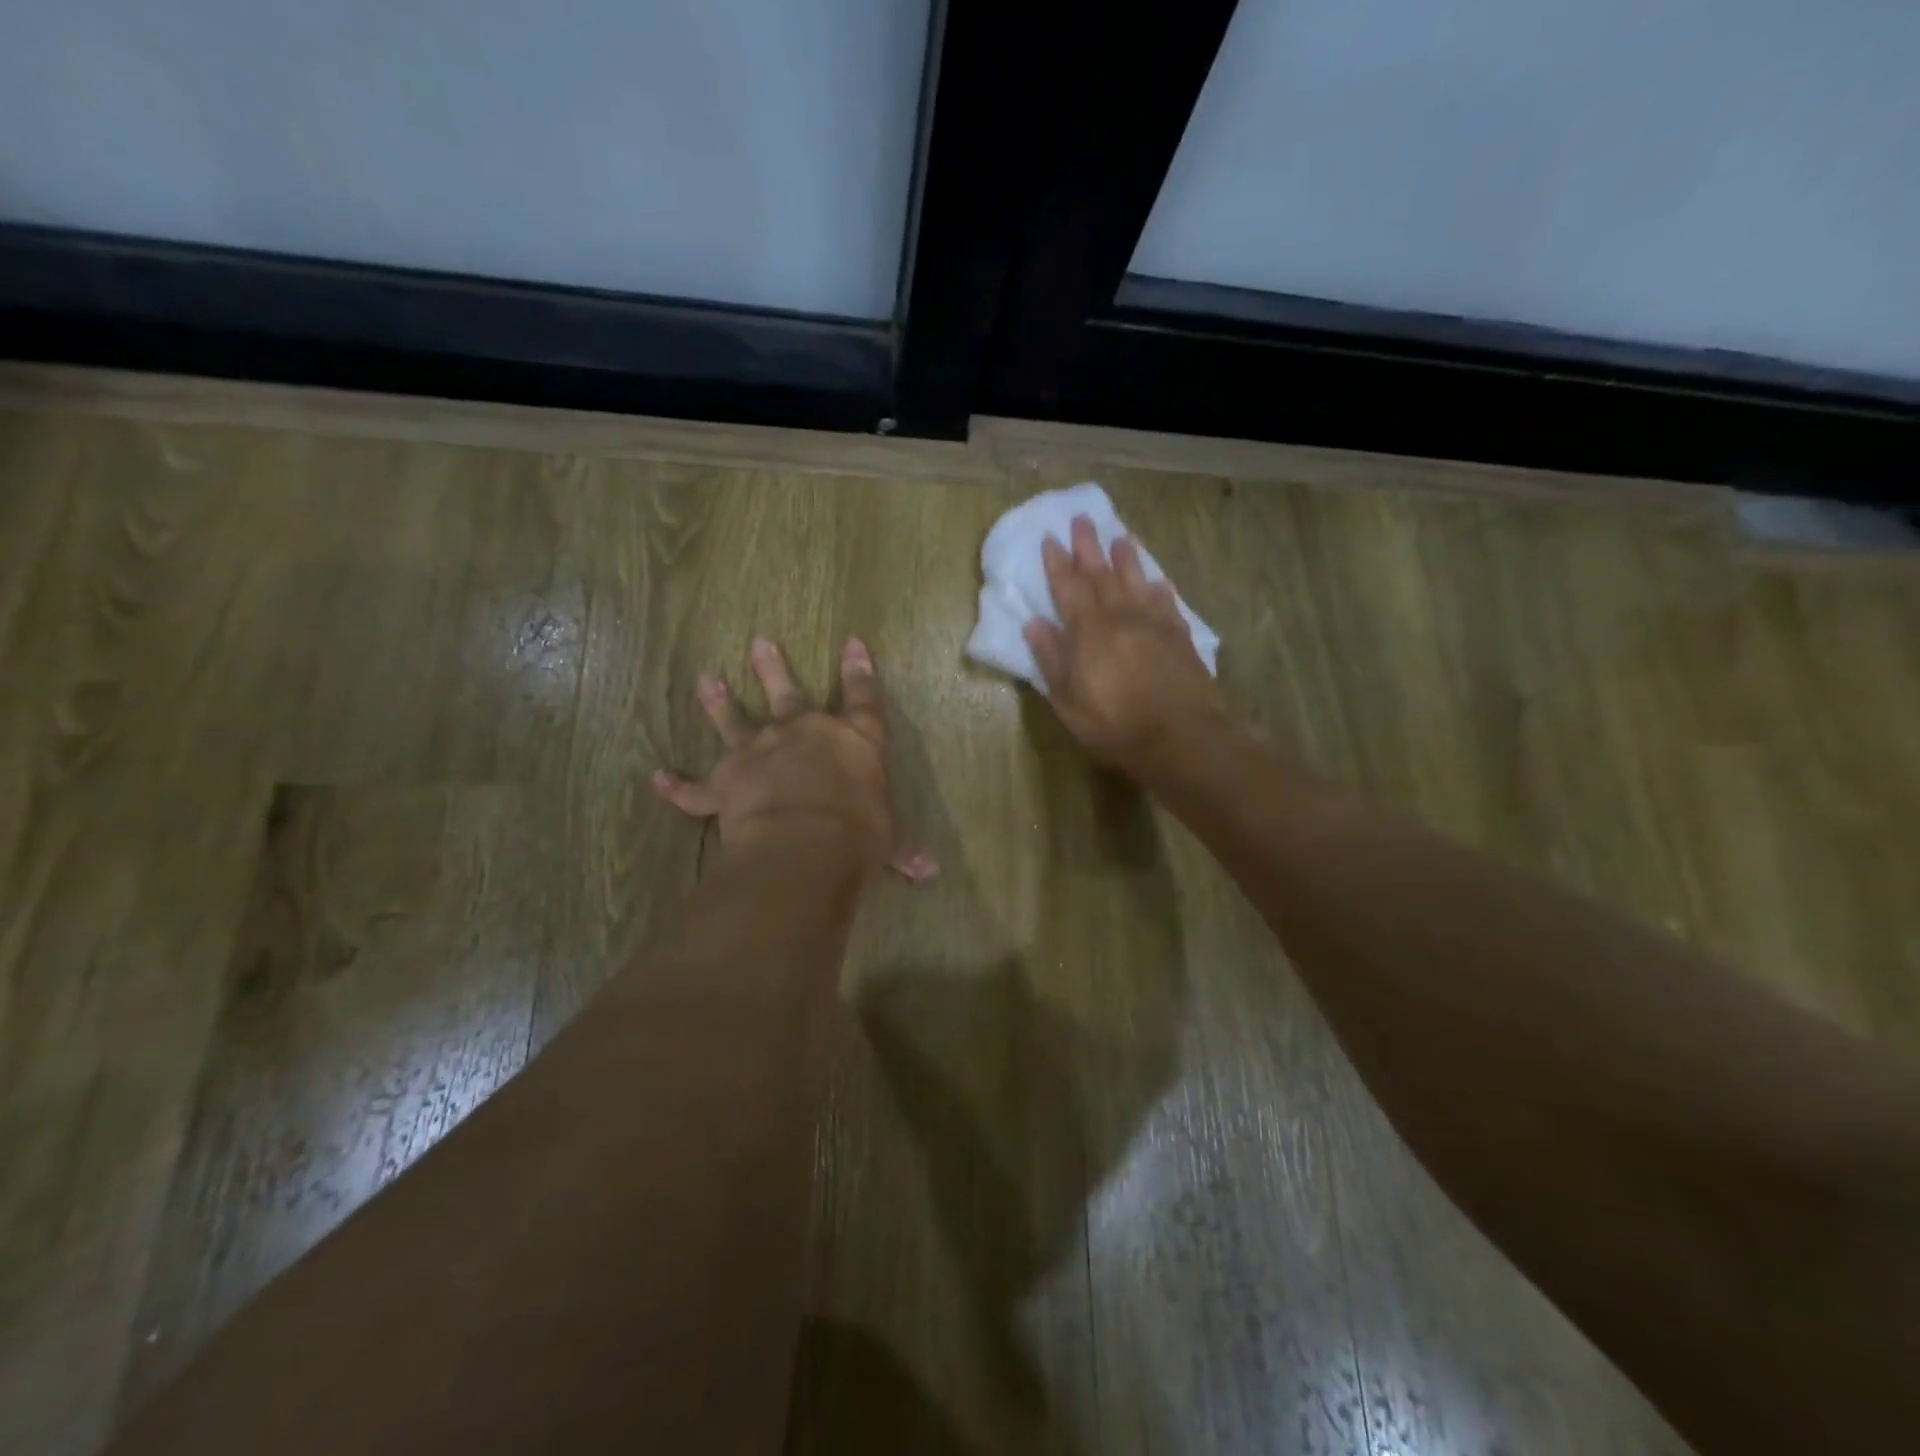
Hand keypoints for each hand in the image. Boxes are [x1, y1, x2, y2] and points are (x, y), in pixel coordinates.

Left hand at [652, 636, 936, 880]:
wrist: (806, 846)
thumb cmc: (859, 835)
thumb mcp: (888, 839)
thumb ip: (902, 849)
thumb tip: (930, 870)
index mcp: (853, 740)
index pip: (862, 697)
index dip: (860, 670)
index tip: (853, 643)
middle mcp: (804, 734)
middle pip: (789, 692)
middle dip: (774, 667)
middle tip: (759, 641)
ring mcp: (760, 754)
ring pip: (735, 722)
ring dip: (720, 703)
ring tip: (706, 680)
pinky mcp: (726, 784)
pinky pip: (695, 789)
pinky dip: (676, 786)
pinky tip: (657, 778)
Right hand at [1024, 516, 1226, 779]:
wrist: (1182, 737)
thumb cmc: (1115, 725)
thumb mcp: (1069, 701)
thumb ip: (1052, 660)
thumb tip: (1035, 624)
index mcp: (1088, 632)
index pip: (1068, 589)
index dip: (1058, 564)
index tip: (1050, 539)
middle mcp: (1120, 617)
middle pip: (1101, 575)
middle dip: (1089, 547)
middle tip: (1082, 519)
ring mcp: (1154, 624)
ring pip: (1137, 582)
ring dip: (1126, 559)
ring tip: (1121, 538)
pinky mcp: (1180, 636)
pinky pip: (1168, 604)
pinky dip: (1160, 589)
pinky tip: (1158, 582)